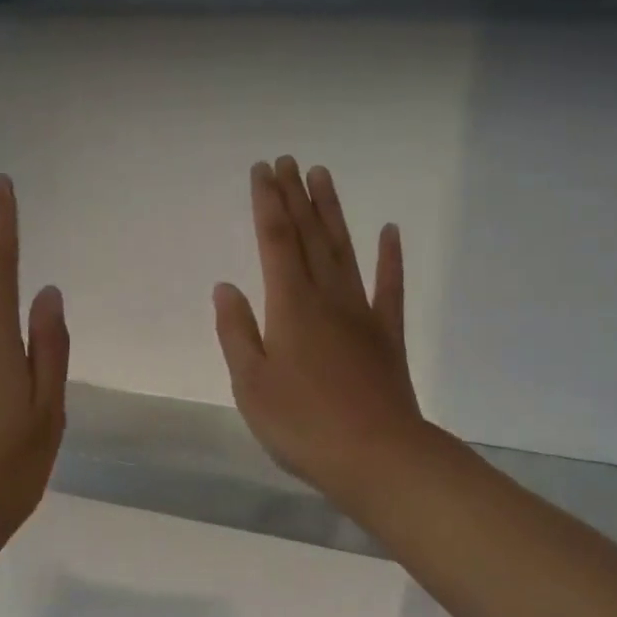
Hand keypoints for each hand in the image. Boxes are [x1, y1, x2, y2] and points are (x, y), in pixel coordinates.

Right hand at [214, 159, 424, 505]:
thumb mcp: (251, 385)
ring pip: (344, 251)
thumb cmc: (302, 425)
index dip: (266, 205)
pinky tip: (389, 232)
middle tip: (288, 160)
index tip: (262, 170)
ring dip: (333, 213)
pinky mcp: (387, 336)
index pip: (274, 243)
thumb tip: (226, 287)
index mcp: (289, 307)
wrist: (376, 455)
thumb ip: (237, 332)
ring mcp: (362, 314)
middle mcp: (327, 298)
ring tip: (323, 177)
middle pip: (309, 237)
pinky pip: (390, 288)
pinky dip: (390, 259)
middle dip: (295, 197)